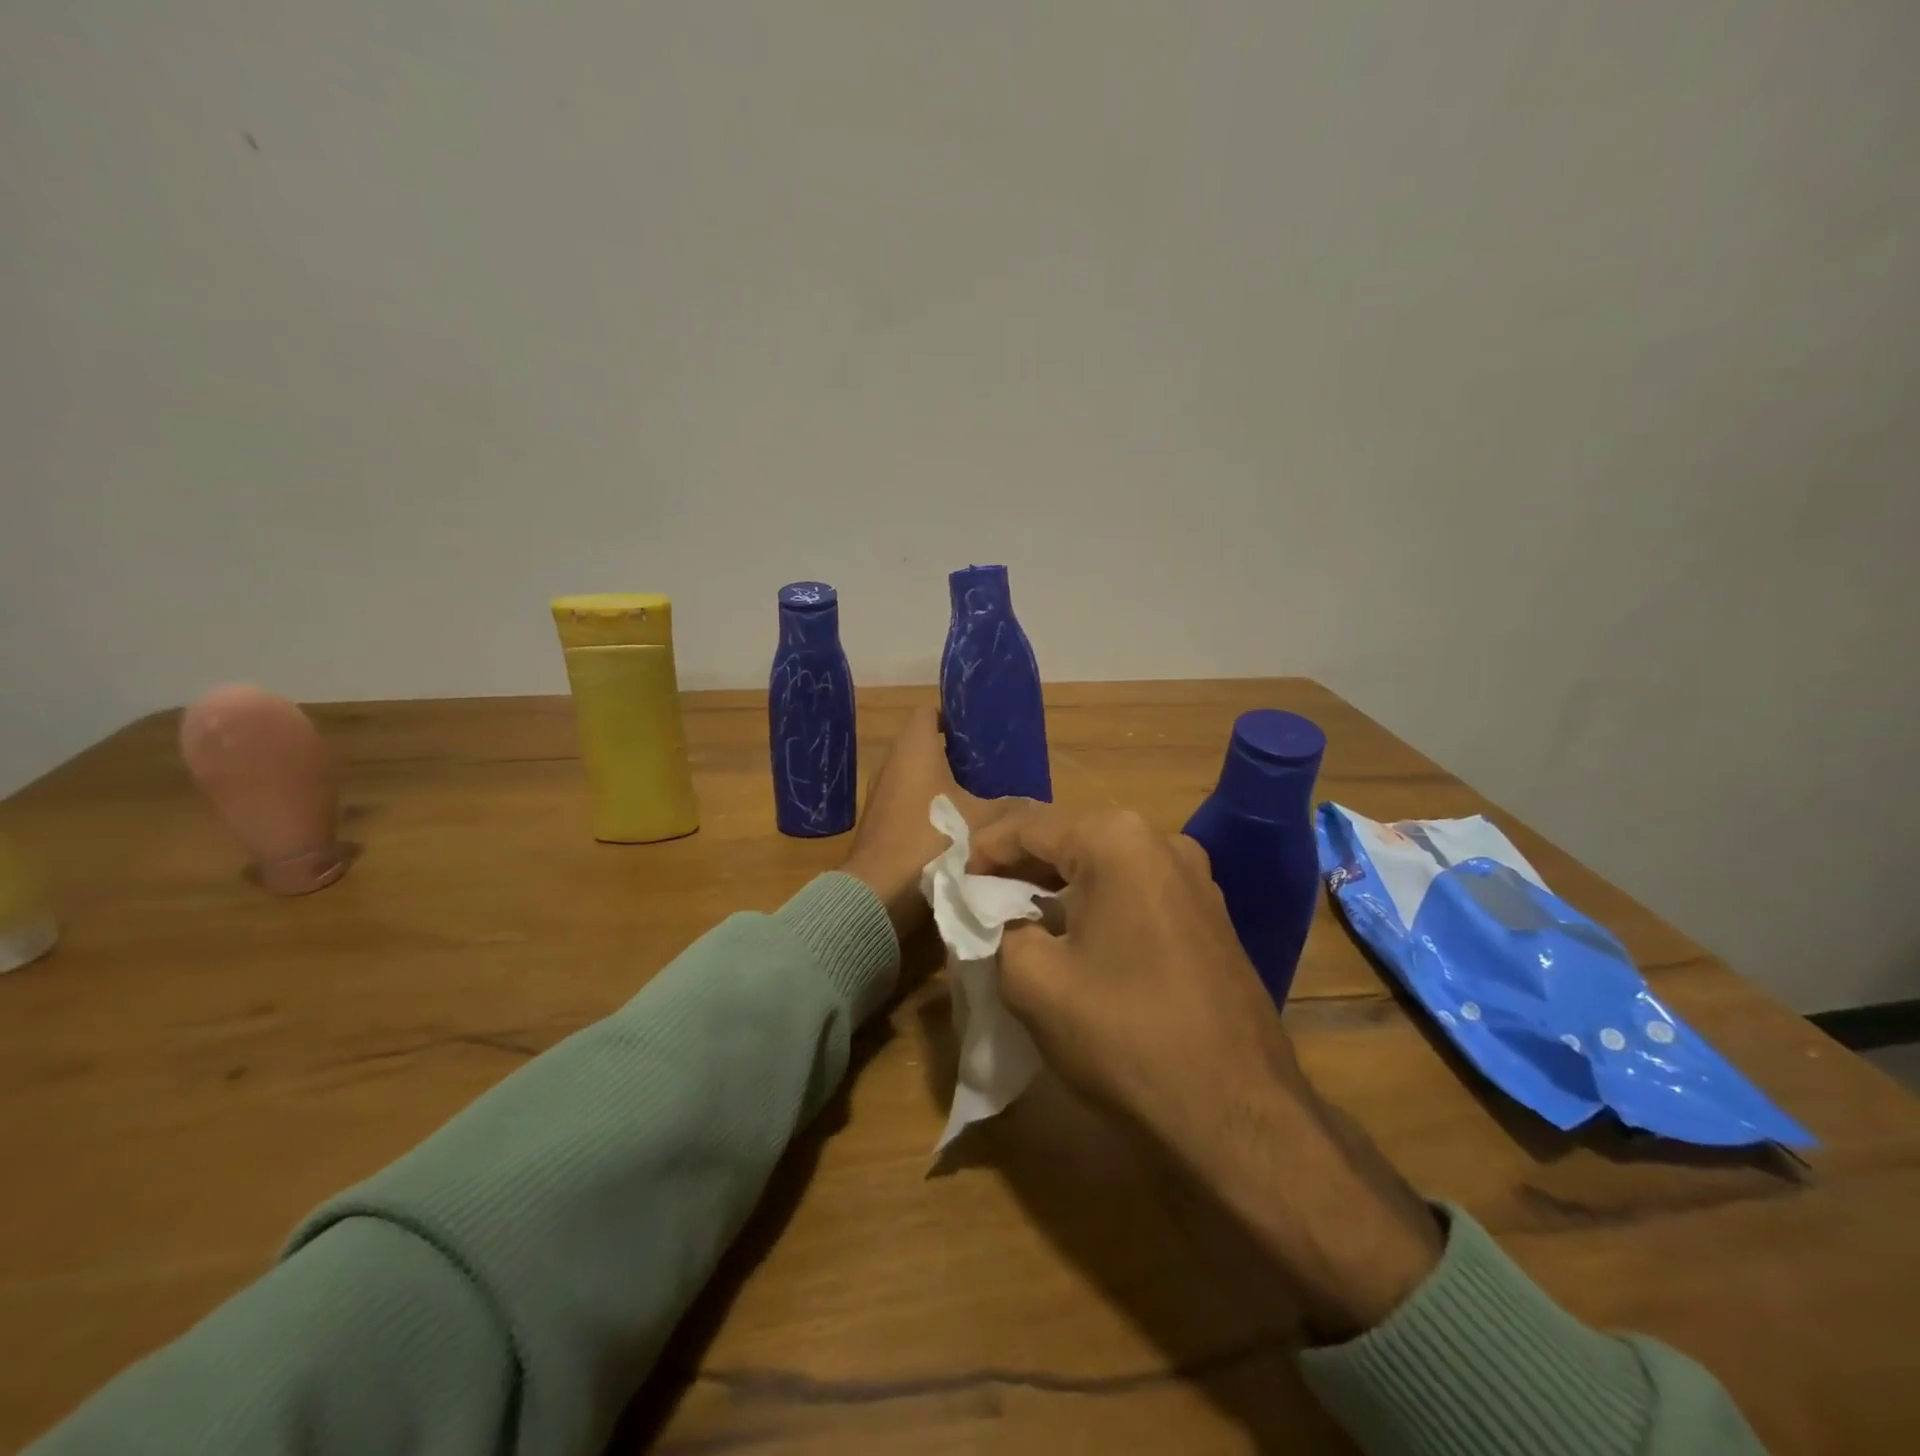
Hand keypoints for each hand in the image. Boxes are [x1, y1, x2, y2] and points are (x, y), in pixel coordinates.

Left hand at [842, 705, 1012, 941]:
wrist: (880, 894)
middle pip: (923, 746)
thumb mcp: (985, 822)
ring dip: (942, 784)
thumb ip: (1012, 807)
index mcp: (913, 748)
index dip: (954, 714)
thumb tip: (1035, 804)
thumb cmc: (932, 840)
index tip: (981, 728)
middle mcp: (890, 764)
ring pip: (915, 778)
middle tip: (991, 765)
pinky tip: (955, 827)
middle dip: (955, 754)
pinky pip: (907, 804)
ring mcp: (879, 796)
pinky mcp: (877, 825)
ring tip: (979, 795)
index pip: (929, 712)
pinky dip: (928, 809)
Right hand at [968, 803, 1442, 1339]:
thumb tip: (996, 916)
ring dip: (1056, 886)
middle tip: (978, 900)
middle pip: (1068, 839)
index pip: (1028, 826)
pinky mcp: (1209, 914)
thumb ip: (997, 929)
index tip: (952, 883)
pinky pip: (1135, 891)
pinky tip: (1074, 938)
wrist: (1239, 1116)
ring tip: (1017, 919)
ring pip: (1103, 866)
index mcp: (1117, 840)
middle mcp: (1161, 841)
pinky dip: (1095, 904)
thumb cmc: (1126, 1038)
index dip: (981, 851)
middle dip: (1019, 867)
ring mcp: (1195, 877)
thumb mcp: (1033, 981)